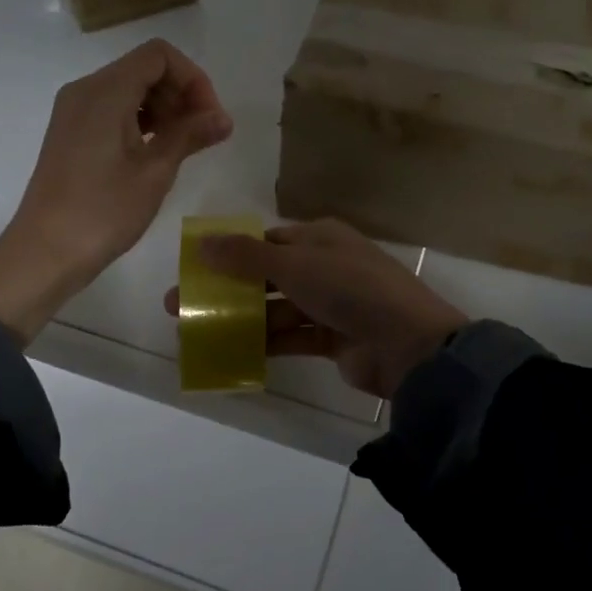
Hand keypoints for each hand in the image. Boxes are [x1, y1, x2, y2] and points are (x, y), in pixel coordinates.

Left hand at [0, 39, 231, 343]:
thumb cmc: (103, 212)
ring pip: (129, 89)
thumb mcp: (154, 172)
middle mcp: (85, 90)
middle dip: (181, 93)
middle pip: (144, 69)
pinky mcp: (71, 133)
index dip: (193, 79)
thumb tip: (223, 118)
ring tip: (184, 146)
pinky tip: (156, 153)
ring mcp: (74, 112)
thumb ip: (189, 135)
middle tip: (203, 134)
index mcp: (104, 92)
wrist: (45, 253)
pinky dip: (141, 121)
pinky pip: (113, 110)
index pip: (159, 55)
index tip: (210, 117)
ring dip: (163, 109)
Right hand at [162, 218, 467, 398]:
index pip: (268, 240)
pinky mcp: (334, 338)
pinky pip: (293, 337)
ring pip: (278, 308)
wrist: (408, 344)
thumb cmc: (350, 289)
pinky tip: (234, 352)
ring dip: (244, 318)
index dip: (231, 252)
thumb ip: (246, 256)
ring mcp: (332, 304)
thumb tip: (202, 242)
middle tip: (183, 305)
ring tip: (199, 331)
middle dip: (229, 289)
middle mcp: (326, 266)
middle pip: (268, 276)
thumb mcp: (294, 265)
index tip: (196, 268)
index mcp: (321, 238)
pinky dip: (267, 343)